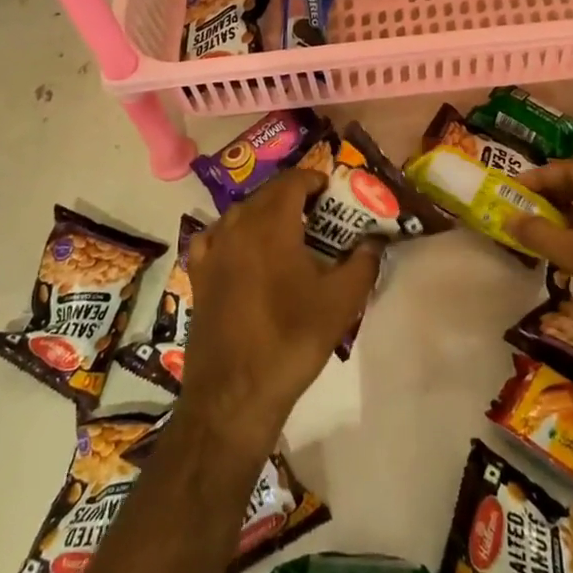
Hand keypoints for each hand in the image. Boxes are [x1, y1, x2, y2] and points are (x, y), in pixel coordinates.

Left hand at [178, 169, 379, 457]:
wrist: (235, 393)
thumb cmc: (292, 340)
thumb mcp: (341, 302)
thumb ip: (363, 263)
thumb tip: (374, 241)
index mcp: (272, 224)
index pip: (292, 181)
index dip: (314, 179)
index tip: (332, 191)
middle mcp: (238, 226)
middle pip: (266, 194)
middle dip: (293, 195)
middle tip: (319, 212)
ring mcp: (213, 250)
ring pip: (241, 213)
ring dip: (264, 212)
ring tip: (287, 231)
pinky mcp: (198, 274)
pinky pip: (215, 237)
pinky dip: (232, 233)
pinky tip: (242, 249)